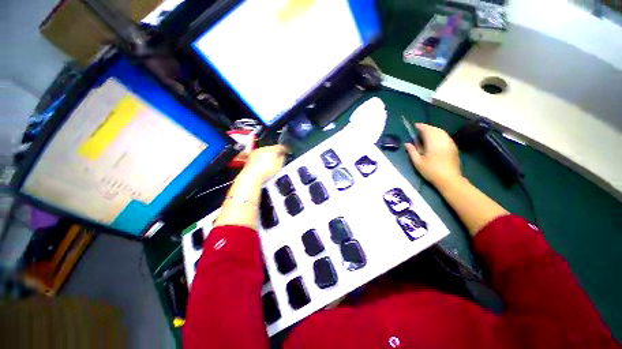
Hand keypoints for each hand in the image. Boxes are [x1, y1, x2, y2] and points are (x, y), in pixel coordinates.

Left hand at [241, 145, 288, 182]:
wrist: (252, 176)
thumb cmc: (267, 170)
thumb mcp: (279, 165)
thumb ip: (282, 158)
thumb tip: (282, 155)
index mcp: (272, 148)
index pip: (280, 147)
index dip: (284, 149)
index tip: (287, 151)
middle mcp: (263, 148)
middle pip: (271, 148)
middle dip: (275, 152)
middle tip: (279, 157)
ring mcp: (255, 152)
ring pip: (264, 152)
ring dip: (267, 155)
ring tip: (271, 162)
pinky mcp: (250, 158)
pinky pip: (258, 157)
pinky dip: (261, 159)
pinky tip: (263, 164)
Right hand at [405, 123, 462, 186]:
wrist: (449, 179)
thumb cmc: (431, 171)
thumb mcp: (417, 162)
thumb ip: (412, 151)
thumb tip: (407, 143)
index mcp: (433, 143)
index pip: (427, 130)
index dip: (420, 126)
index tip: (414, 126)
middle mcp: (443, 140)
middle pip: (435, 129)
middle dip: (427, 128)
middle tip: (418, 130)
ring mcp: (449, 143)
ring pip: (441, 132)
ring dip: (433, 130)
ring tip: (425, 134)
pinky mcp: (453, 147)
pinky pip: (445, 136)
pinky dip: (439, 134)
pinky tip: (434, 139)